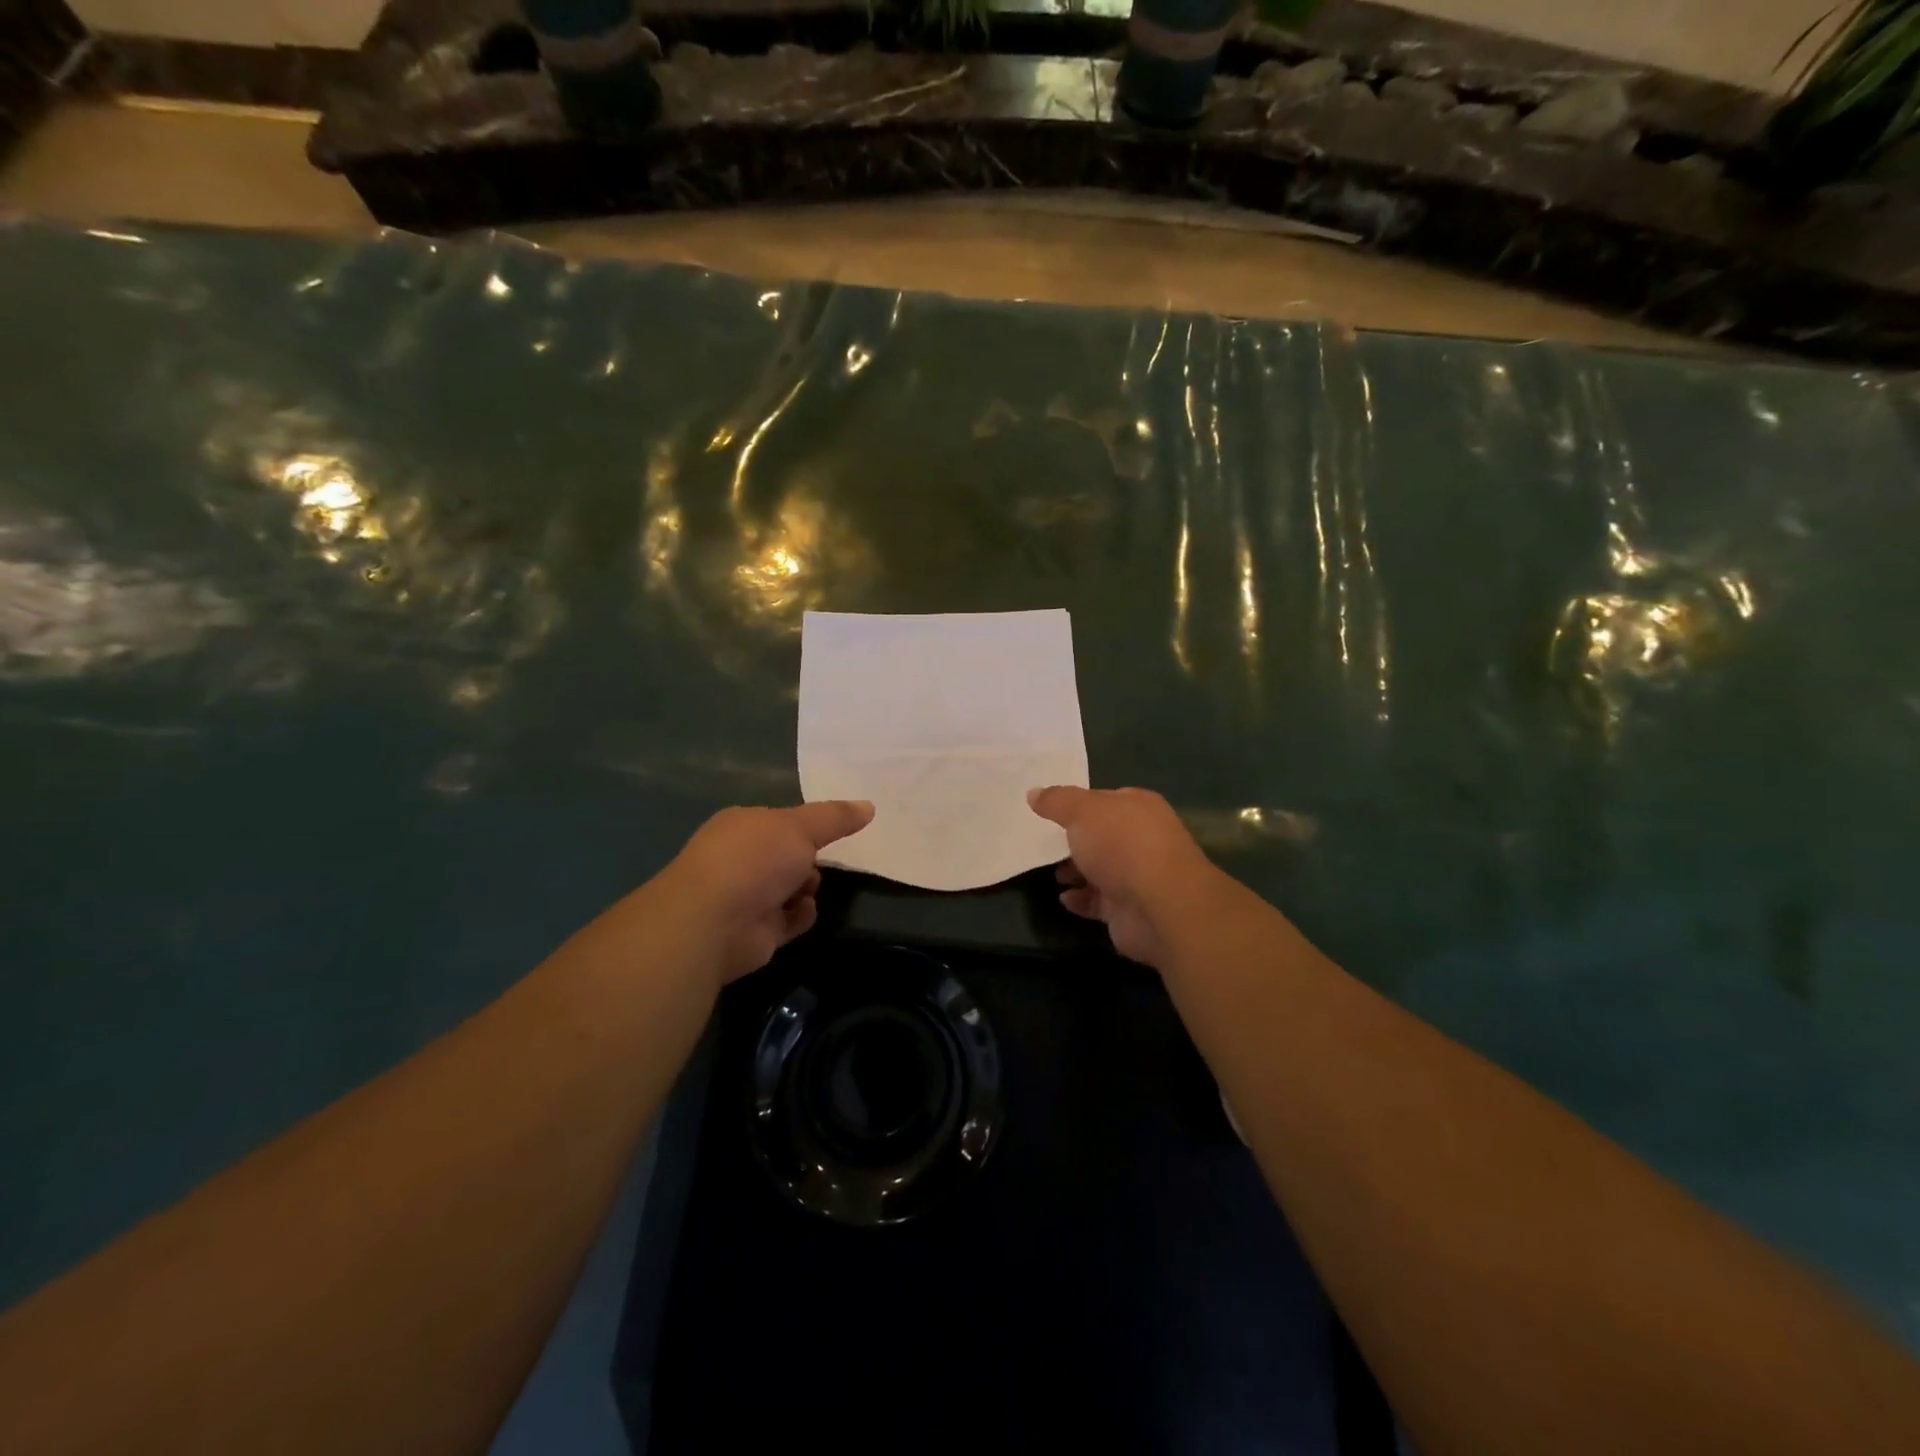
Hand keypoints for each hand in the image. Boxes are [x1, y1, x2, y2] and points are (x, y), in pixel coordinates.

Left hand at [656, 801, 873, 984]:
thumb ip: (835, 818)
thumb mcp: (801, 827)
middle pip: (785, 855)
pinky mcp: (754, 931)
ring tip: (809, 888)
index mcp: (742, 826)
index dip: (805, 825)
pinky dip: (800, 915)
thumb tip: (869, 806)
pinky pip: (788, 920)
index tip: (834, 828)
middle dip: (808, 858)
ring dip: (807, 888)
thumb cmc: (755, 860)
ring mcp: (745, 896)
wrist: (715, 922)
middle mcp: (740, 859)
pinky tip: (804, 911)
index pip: (779, 820)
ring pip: (789, 887)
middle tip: (823, 859)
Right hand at [1027, 785, 1222, 968]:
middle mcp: (1142, 839)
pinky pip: (1098, 901)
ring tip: (1052, 874)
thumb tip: (1033, 793)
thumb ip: (1057, 801)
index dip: (1080, 804)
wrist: (1159, 905)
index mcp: (1139, 808)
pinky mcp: (1129, 909)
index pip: (1106, 799)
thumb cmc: (1122, 845)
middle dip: (1076, 841)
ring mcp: (1137, 876)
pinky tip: (1064, 898)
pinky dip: (1081, 899)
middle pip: (1102, 836)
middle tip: (1045, 844)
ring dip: (1076, 871)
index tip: (1052, 811)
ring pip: (1100, 869)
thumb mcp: (1082, 811)